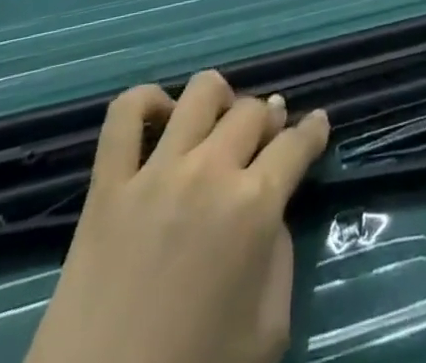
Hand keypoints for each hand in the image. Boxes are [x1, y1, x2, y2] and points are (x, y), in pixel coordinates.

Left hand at [26, 72, 331, 362]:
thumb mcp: (267, 332)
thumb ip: (280, 258)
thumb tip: (271, 215)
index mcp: (255, 207)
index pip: (297, 144)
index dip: (313, 130)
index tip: (318, 123)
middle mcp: (211, 171)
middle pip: (253, 111)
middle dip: (269, 120)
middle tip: (266, 138)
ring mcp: (155, 172)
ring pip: (201, 93)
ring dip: (220, 100)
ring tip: (218, 124)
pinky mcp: (107, 185)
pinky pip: (124, 114)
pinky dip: (145, 102)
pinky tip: (160, 119)